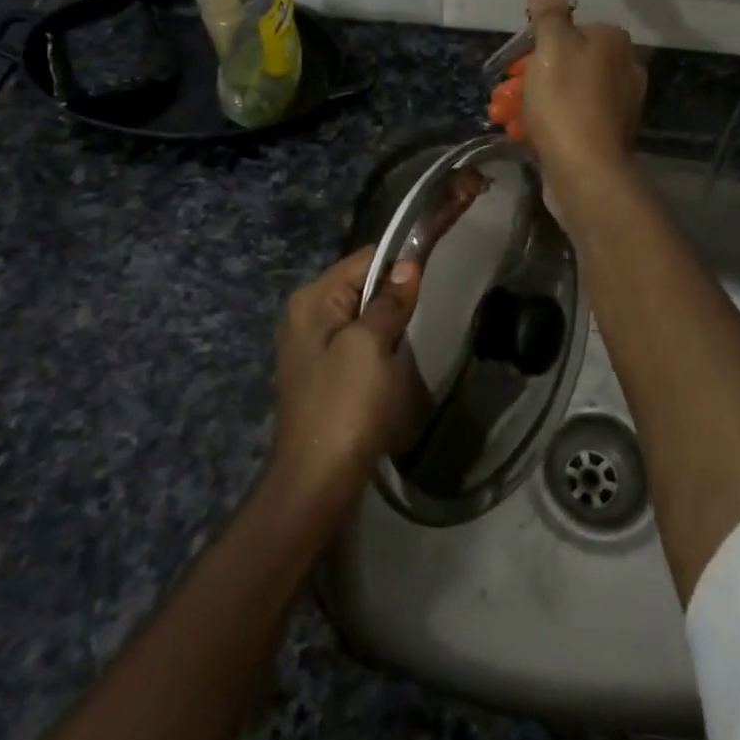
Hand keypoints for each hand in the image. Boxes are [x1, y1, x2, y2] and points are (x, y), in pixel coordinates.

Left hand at [269, 246, 428, 518]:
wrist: (317, 481)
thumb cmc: (345, 405)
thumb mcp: (371, 345)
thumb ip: (388, 301)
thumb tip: (407, 264)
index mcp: (312, 299)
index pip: (364, 259)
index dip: (400, 263)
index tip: (433, 275)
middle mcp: (305, 315)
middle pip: (361, 286)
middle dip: (393, 297)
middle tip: (424, 314)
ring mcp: (311, 346)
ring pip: (361, 317)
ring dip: (388, 326)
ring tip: (410, 344)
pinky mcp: (321, 374)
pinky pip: (356, 345)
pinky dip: (378, 349)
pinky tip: (392, 368)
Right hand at [506, 0, 646, 193]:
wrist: (585, 170)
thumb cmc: (565, 102)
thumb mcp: (550, 48)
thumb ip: (548, 13)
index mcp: (615, 42)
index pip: (574, 29)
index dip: (540, 43)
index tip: (516, 63)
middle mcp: (625, 69)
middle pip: (569, 62)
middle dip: (533, 76)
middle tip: (504, 93)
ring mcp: (620, 105)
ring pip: (568, 92)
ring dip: (536, 101)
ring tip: (506, 115)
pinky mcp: (609, 135)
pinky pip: (573, 119)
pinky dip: (550, 123)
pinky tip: (526, 135)